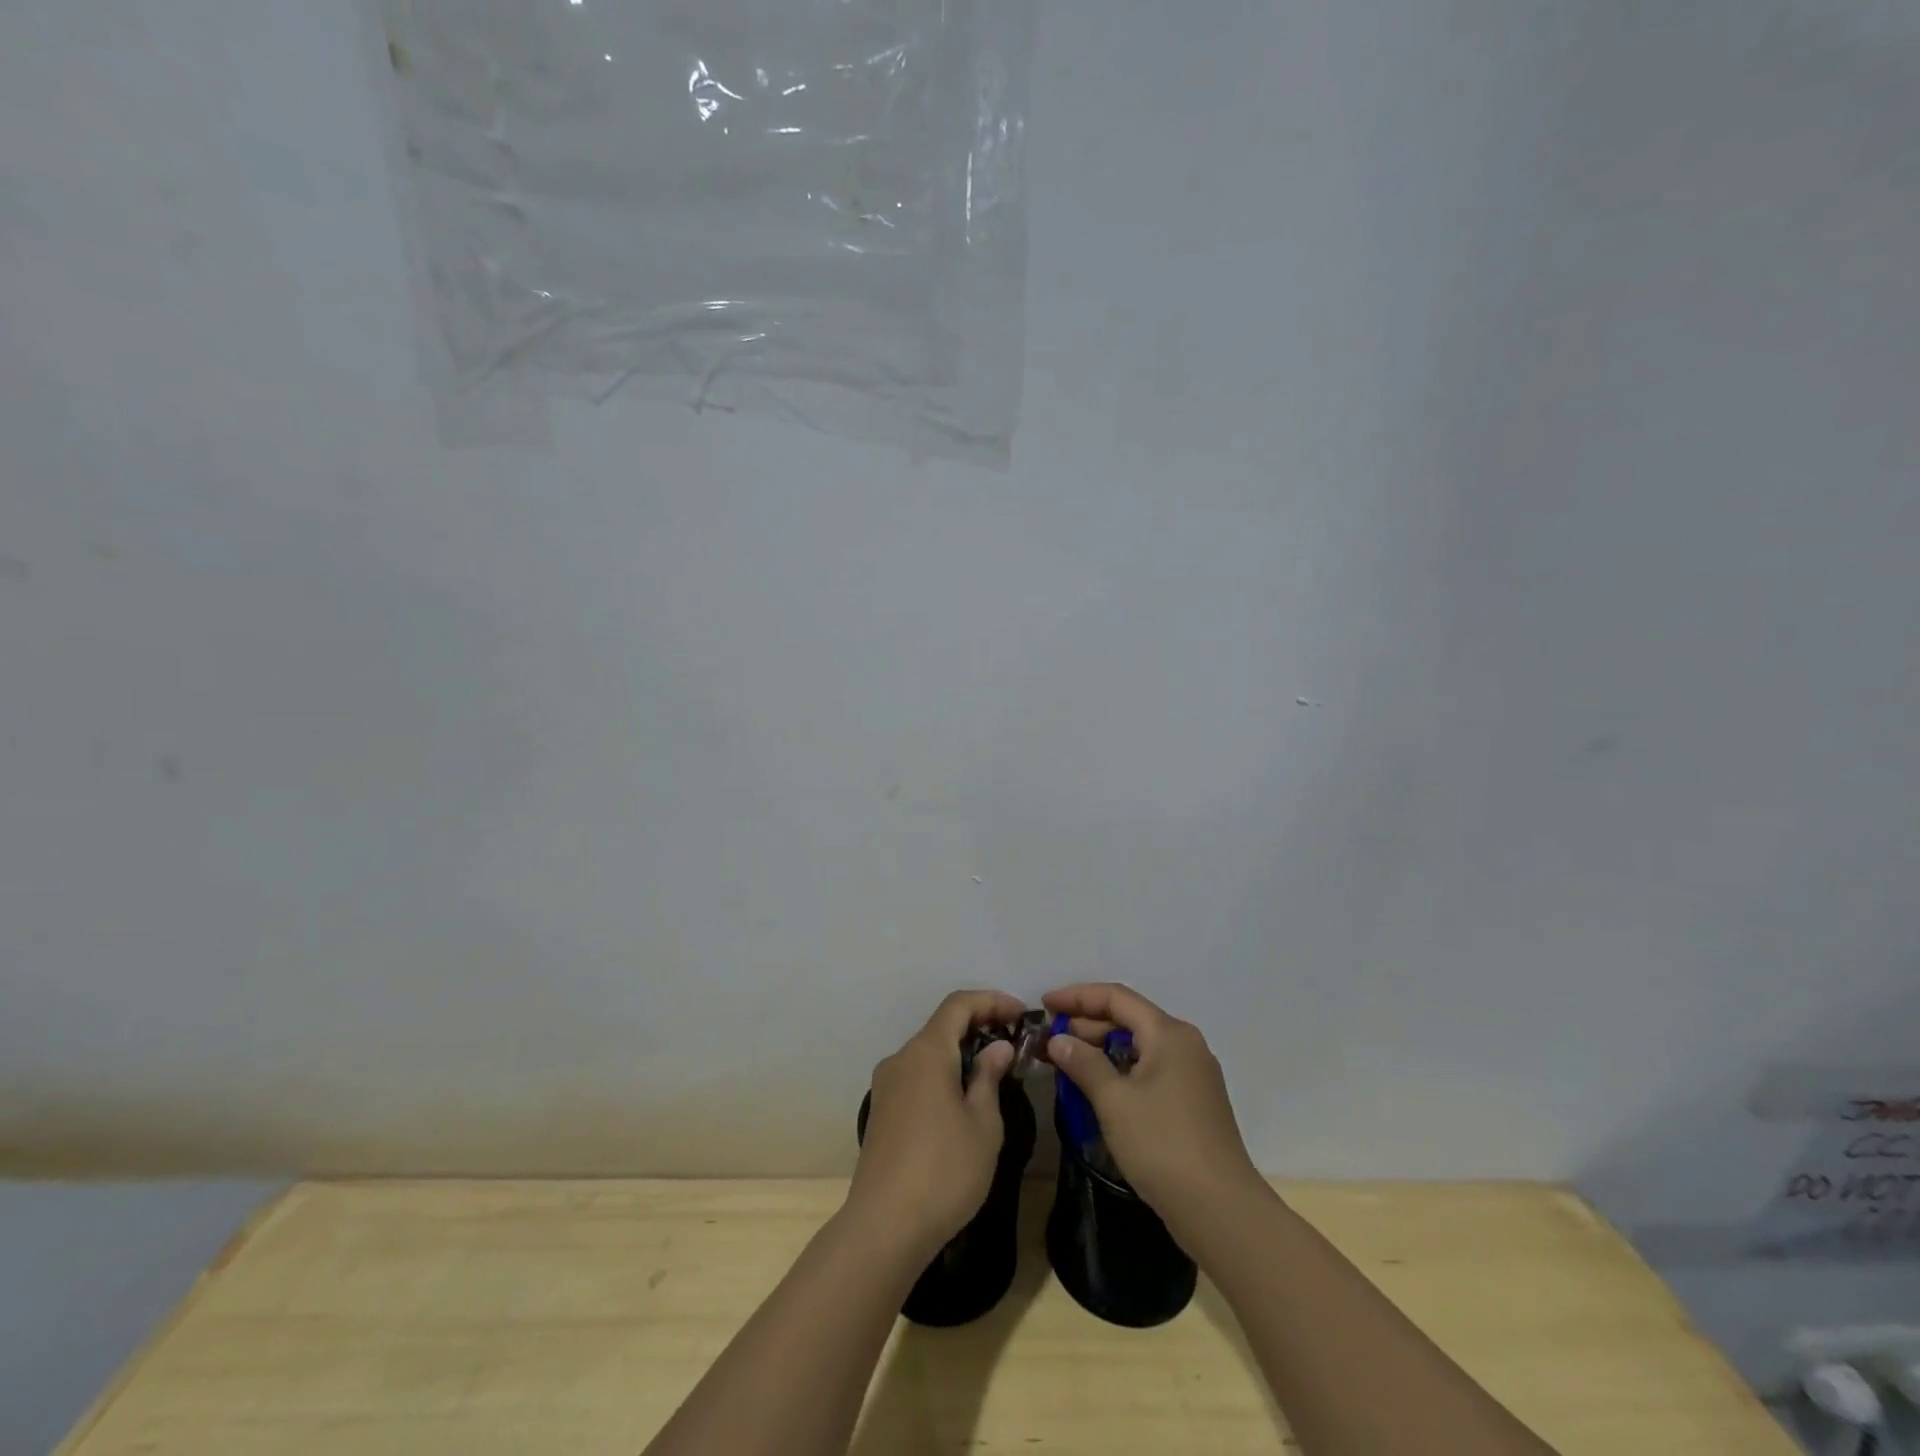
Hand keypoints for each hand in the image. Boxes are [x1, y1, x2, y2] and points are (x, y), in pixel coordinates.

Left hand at [848, 989, 1024, 1260]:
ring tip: (993, 1072)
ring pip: (928, 1052)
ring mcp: (886, 1085)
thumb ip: (989, 1077)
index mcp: (926, 1052)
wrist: (883, 1227)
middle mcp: (901, 1058)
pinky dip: (943, 1073)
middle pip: (941, 1026)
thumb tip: (998, 1048)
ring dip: (961, 1052)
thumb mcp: (982, 1124)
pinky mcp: (881, 1111)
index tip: (1021, 1013)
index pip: (959, 1004)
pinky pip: (917, 1075)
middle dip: (979, 1026)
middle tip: (1013, 1043)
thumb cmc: (944, 1171)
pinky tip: (962, 1098)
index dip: (992, 1001)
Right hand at [1043, 983, 1262, 1235]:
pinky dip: (1120, 1070)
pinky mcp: (1193, 1101)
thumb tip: (1058, 1039)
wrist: (1222, 1212)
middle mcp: (1184, 1044)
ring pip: (1139, 1046)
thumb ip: (1083, 1063)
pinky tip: (1097, 1087)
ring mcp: (1192, 1074)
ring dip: (1101, 1048)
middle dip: (1086, 1024)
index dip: (1077, 996)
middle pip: (1129, 1018)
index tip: (1044, 1004)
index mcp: (1168, 1034)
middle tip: (1048, 1038)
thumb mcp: (1114, 1101)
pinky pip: (1149, 1069)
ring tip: (1065, 1061)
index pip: (1116, 998)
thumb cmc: (1163, 1146)